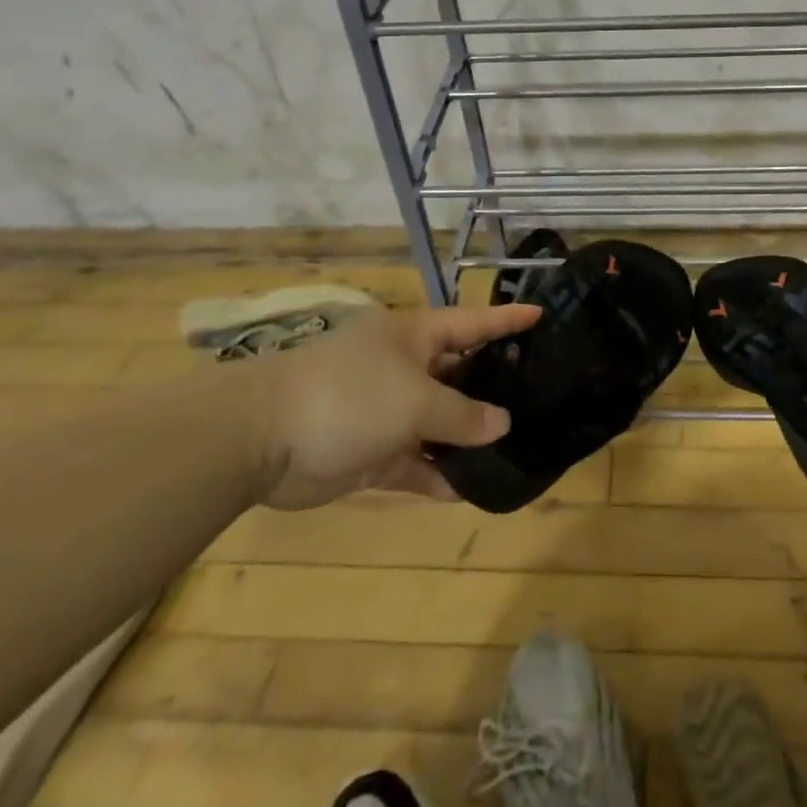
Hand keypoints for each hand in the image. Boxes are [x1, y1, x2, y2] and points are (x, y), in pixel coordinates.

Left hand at [245, 302, 539, 508]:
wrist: (263, 438)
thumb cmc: (349, 395)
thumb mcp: (415, 401)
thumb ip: (462, 414)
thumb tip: (502, 423)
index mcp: (415, 337)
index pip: (472, 322)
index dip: (507, 319)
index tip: (542, 315)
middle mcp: (406, 368)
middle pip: (460, 373)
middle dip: (494, 384)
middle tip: (540, 394)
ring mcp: (388, 410)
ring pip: (440, 421)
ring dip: (469, 436)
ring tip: (515, 447)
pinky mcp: (372, 451)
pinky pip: (416, 460)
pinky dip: (438, 474)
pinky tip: (470, 490)